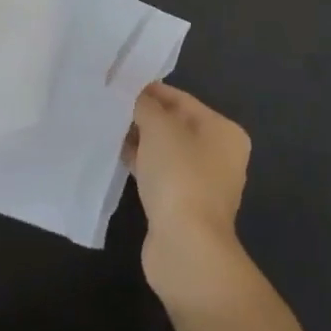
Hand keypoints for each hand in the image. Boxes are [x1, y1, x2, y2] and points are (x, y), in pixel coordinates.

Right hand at [124, 82, 255, 311]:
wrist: (185, 246)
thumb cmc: (179, 176)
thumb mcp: (158, 128)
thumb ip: (145, 105)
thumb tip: (134, 96)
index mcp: (223, 131)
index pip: (182, 99)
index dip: (150, 90)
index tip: (118, 84)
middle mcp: (219, 154)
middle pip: (175, 125)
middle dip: (143, 116)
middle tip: (109, 105)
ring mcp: (202, 183)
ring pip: (165, 151)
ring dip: (139, 140)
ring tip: (107, 127)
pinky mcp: (183, 205)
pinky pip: (159, 174)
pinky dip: (140, 164)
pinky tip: (115, 156)